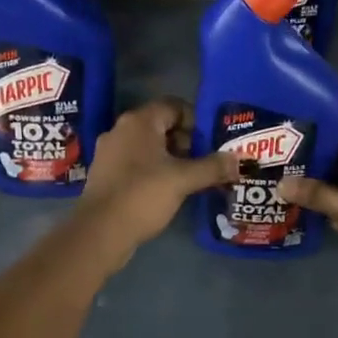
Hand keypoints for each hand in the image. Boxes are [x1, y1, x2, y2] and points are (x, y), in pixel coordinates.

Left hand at [77, 99, 234, 256]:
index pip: (174, 106)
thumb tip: (239, 160)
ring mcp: (109, 152)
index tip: (211, 141)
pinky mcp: (105, 174)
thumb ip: (213, 167)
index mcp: (139, 121)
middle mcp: (121, 129)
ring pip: (148, 146)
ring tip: (190, 178)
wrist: (99, 232)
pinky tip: (167, 191)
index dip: (196, 120)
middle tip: (204, 161)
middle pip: (161, 125)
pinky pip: (136, 163)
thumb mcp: (184, 179)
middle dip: (185, 141)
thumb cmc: (143, 195)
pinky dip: (153, 171)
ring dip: (170, 158)